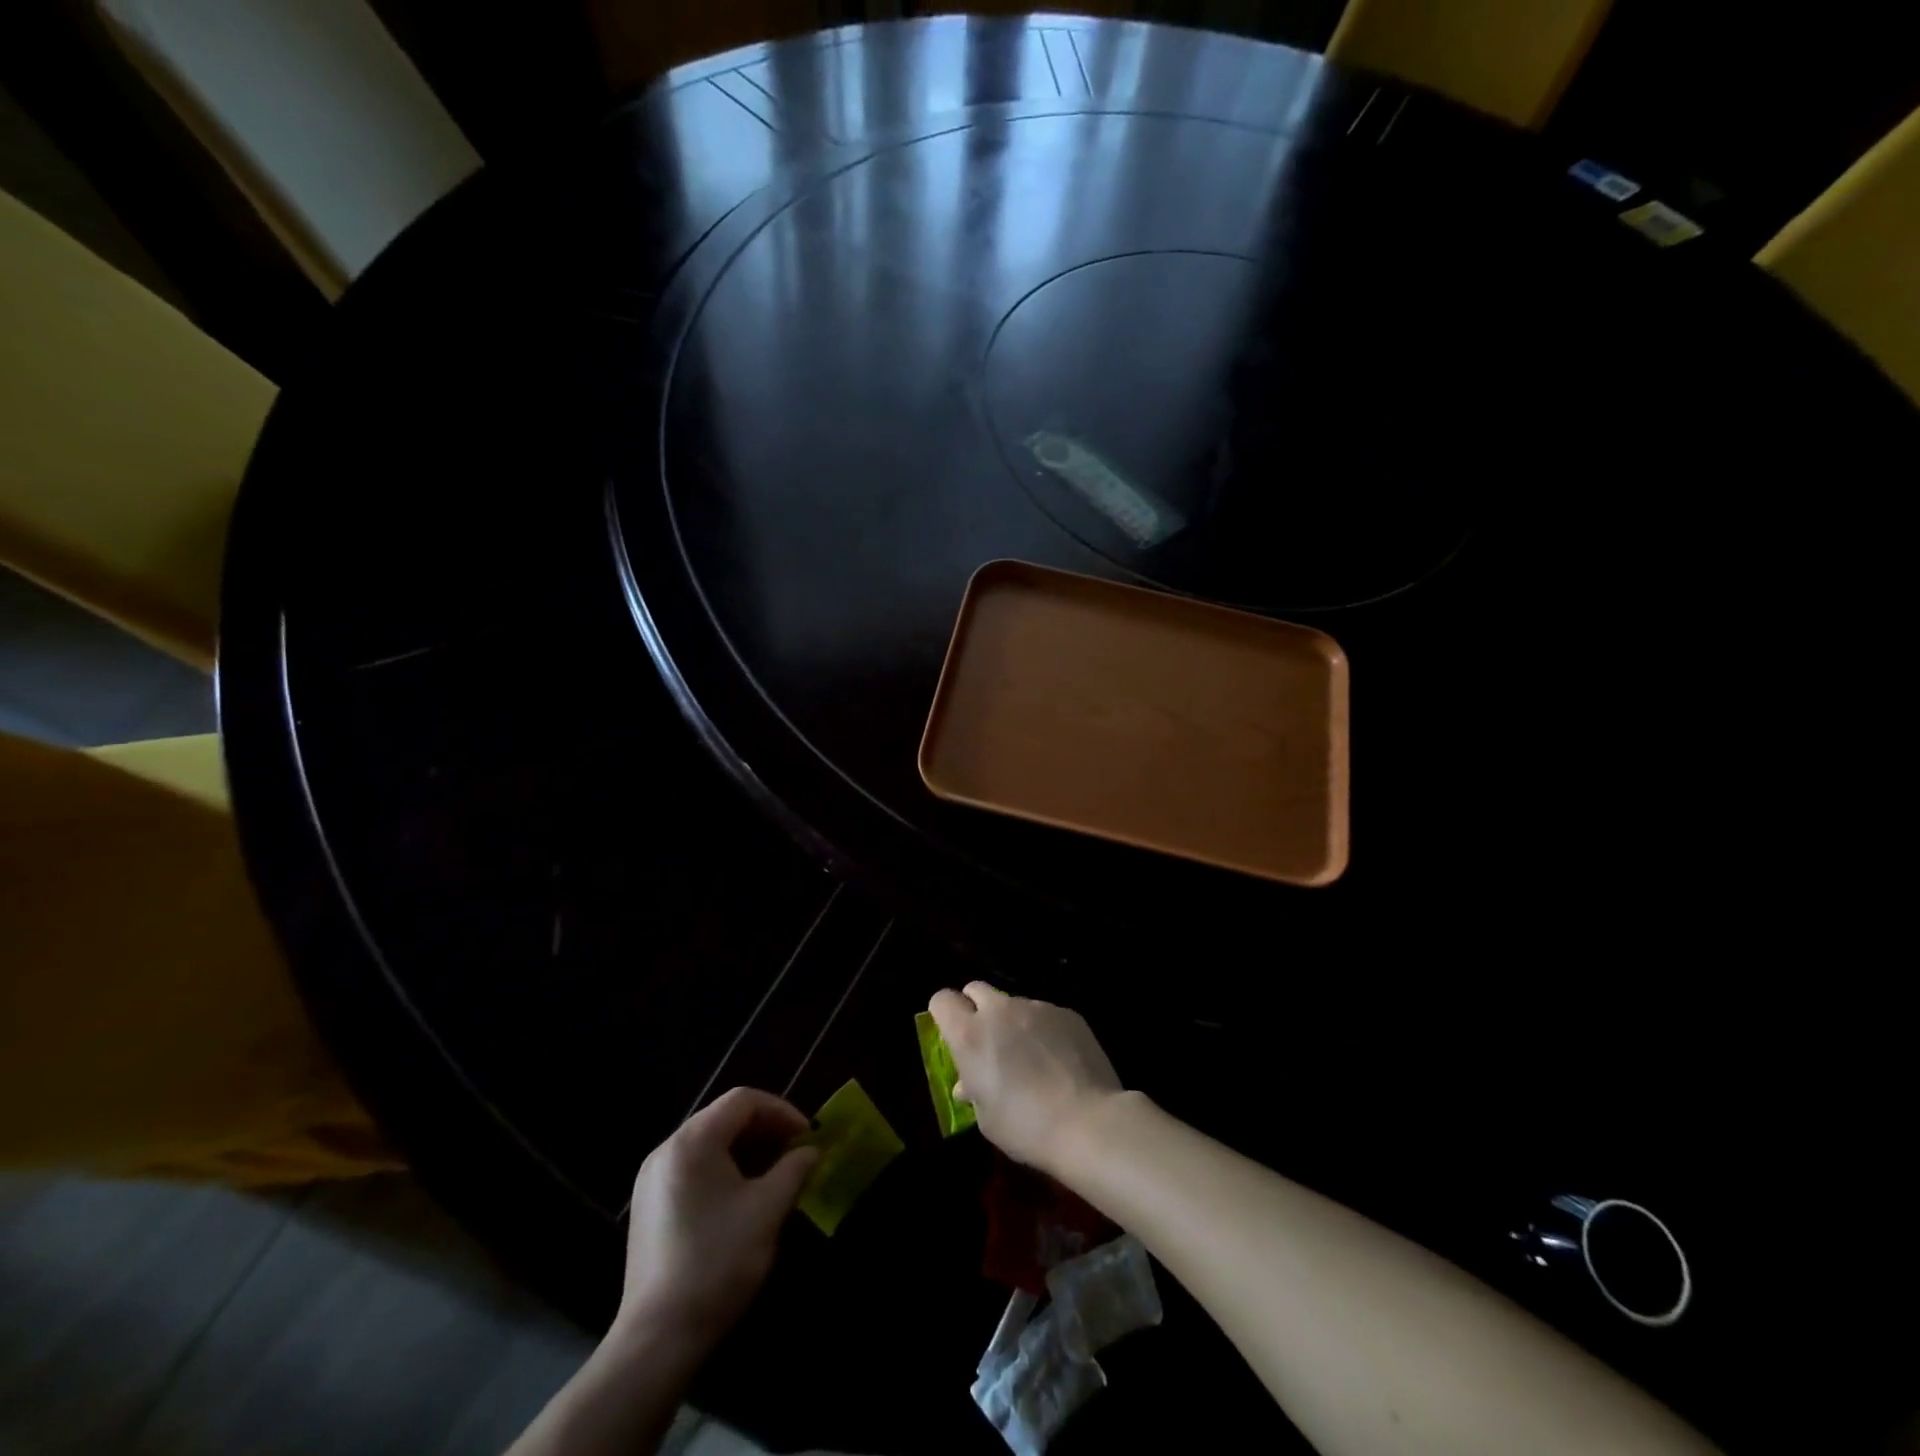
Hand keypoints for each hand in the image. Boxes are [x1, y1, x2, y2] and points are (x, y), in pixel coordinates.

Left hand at [615, 1087, 817, 1354]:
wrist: (657, 1340)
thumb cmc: (718, 1263)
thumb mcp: (767, 1211)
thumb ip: (793, 1170)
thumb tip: (809, 1152)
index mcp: (693, 1142)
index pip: (743, 1101)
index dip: (781, 1111)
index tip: (806, 1136)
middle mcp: (667, 1149)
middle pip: (723, 1117)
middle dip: (764, 1129)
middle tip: (795, 1151)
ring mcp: (652, 1178)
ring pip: (708, 1143)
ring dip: (745, 1149)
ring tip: (775, 1172)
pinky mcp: (648, 1206)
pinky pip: (692, 1167)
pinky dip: (723, 1168)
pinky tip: (743, 1195)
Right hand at [927, 982, 1123, 1175]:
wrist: (1087, 1121)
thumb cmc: (1026, 1127)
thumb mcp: (987, 1119)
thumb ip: (973, 1090)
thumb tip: (969, 1082)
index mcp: (970, 1035)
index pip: (942, 1000)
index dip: (944, 1014)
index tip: (952, 1034)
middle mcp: (999, 1011)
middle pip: (976, 989)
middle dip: (975, 1007)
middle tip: (988, 1040)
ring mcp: (1035, 1007)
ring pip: (1013, 1003)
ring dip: (1013, 1022)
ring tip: (1031, 1057)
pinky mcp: (1066, 1012)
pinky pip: (1044, 1014)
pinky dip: (1044, 1030)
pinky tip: (1059, 1059)